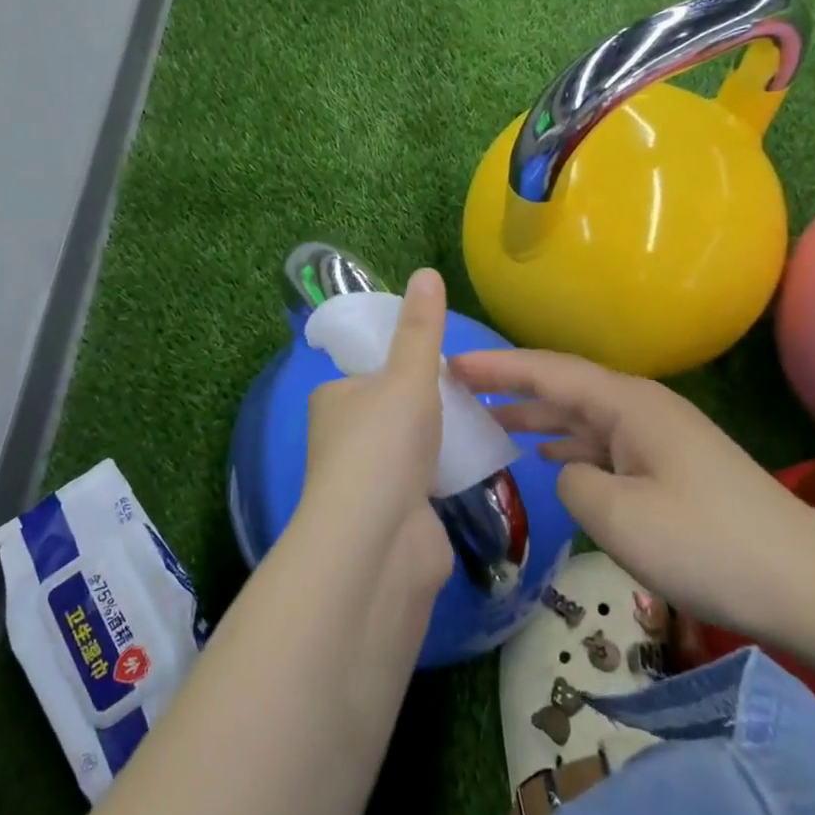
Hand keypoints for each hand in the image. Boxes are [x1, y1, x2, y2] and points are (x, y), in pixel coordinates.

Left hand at [293, 269, 454, 597]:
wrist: (379, 542)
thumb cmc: (385, 444)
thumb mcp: (408, 376)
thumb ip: (421, 329)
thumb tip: (426, 272)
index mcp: (333, 399)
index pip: (370, 371)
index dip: (404, 366)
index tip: (442, 365)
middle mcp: (342, 438)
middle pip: (393, 411)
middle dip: (428, 407)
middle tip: (469, 396)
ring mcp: (367, 481)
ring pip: (410, 448)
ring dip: (439, 442)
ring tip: (480, 426)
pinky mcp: (394, 516)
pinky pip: (425, 484)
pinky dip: (446, 476)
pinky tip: (475, 467)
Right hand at [449, 348, 814, 637]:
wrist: (810, 586)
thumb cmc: (708, 544)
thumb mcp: (618, 515)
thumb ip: (573, 481)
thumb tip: (570, 472)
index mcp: (628, 404)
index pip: (549, 371)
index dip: (498, 366)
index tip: (451, 364)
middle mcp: (642, 409)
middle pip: (564, 386)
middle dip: (512, 385)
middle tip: (460, 389)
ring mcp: (659, 438)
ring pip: (583, 416)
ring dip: (538, 416)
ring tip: (491, 420)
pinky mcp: (670, 468)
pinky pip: (604, 443)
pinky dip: (569, 445)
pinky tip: (549, 456)